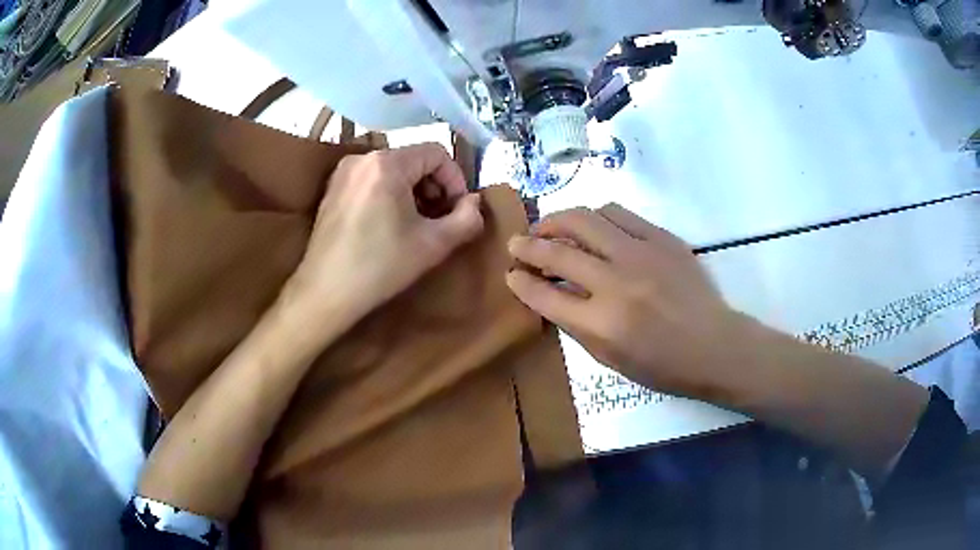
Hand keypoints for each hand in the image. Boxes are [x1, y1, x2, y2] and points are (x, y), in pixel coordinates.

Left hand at [282, 143, 482, 329]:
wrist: (325, 293)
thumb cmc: (380, 267)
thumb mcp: (433, 244)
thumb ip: (467, 218)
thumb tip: (474, 202)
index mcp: (387, 163)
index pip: (437, 153)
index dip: (456, 179)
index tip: (458, 210)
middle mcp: (362, 157)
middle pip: (414, 159)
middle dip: (435, 186)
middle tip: (440, 220)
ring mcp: (344, 172)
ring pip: (394, 169)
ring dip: (414, 191)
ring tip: (418, 224)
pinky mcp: (333, 189)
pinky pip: (373, 179)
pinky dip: (391, 194)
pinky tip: (391, 225)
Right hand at [506, 204, 750, 401]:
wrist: (714, 345)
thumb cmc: (662, 365)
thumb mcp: (610, 359)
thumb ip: (575, 324)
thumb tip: (549, 291)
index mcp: (601, 324)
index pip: (544, 294)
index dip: (520, 282)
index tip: (511, 274)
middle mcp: (616, 283)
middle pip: (556, 251)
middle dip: (527, 245)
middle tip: (518, 243)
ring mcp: (640, 255)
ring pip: (584, 219)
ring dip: (558, 221)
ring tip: (551, 228)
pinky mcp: (661, 238)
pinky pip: (618, 213)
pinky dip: (596, 217)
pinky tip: (592, 226)